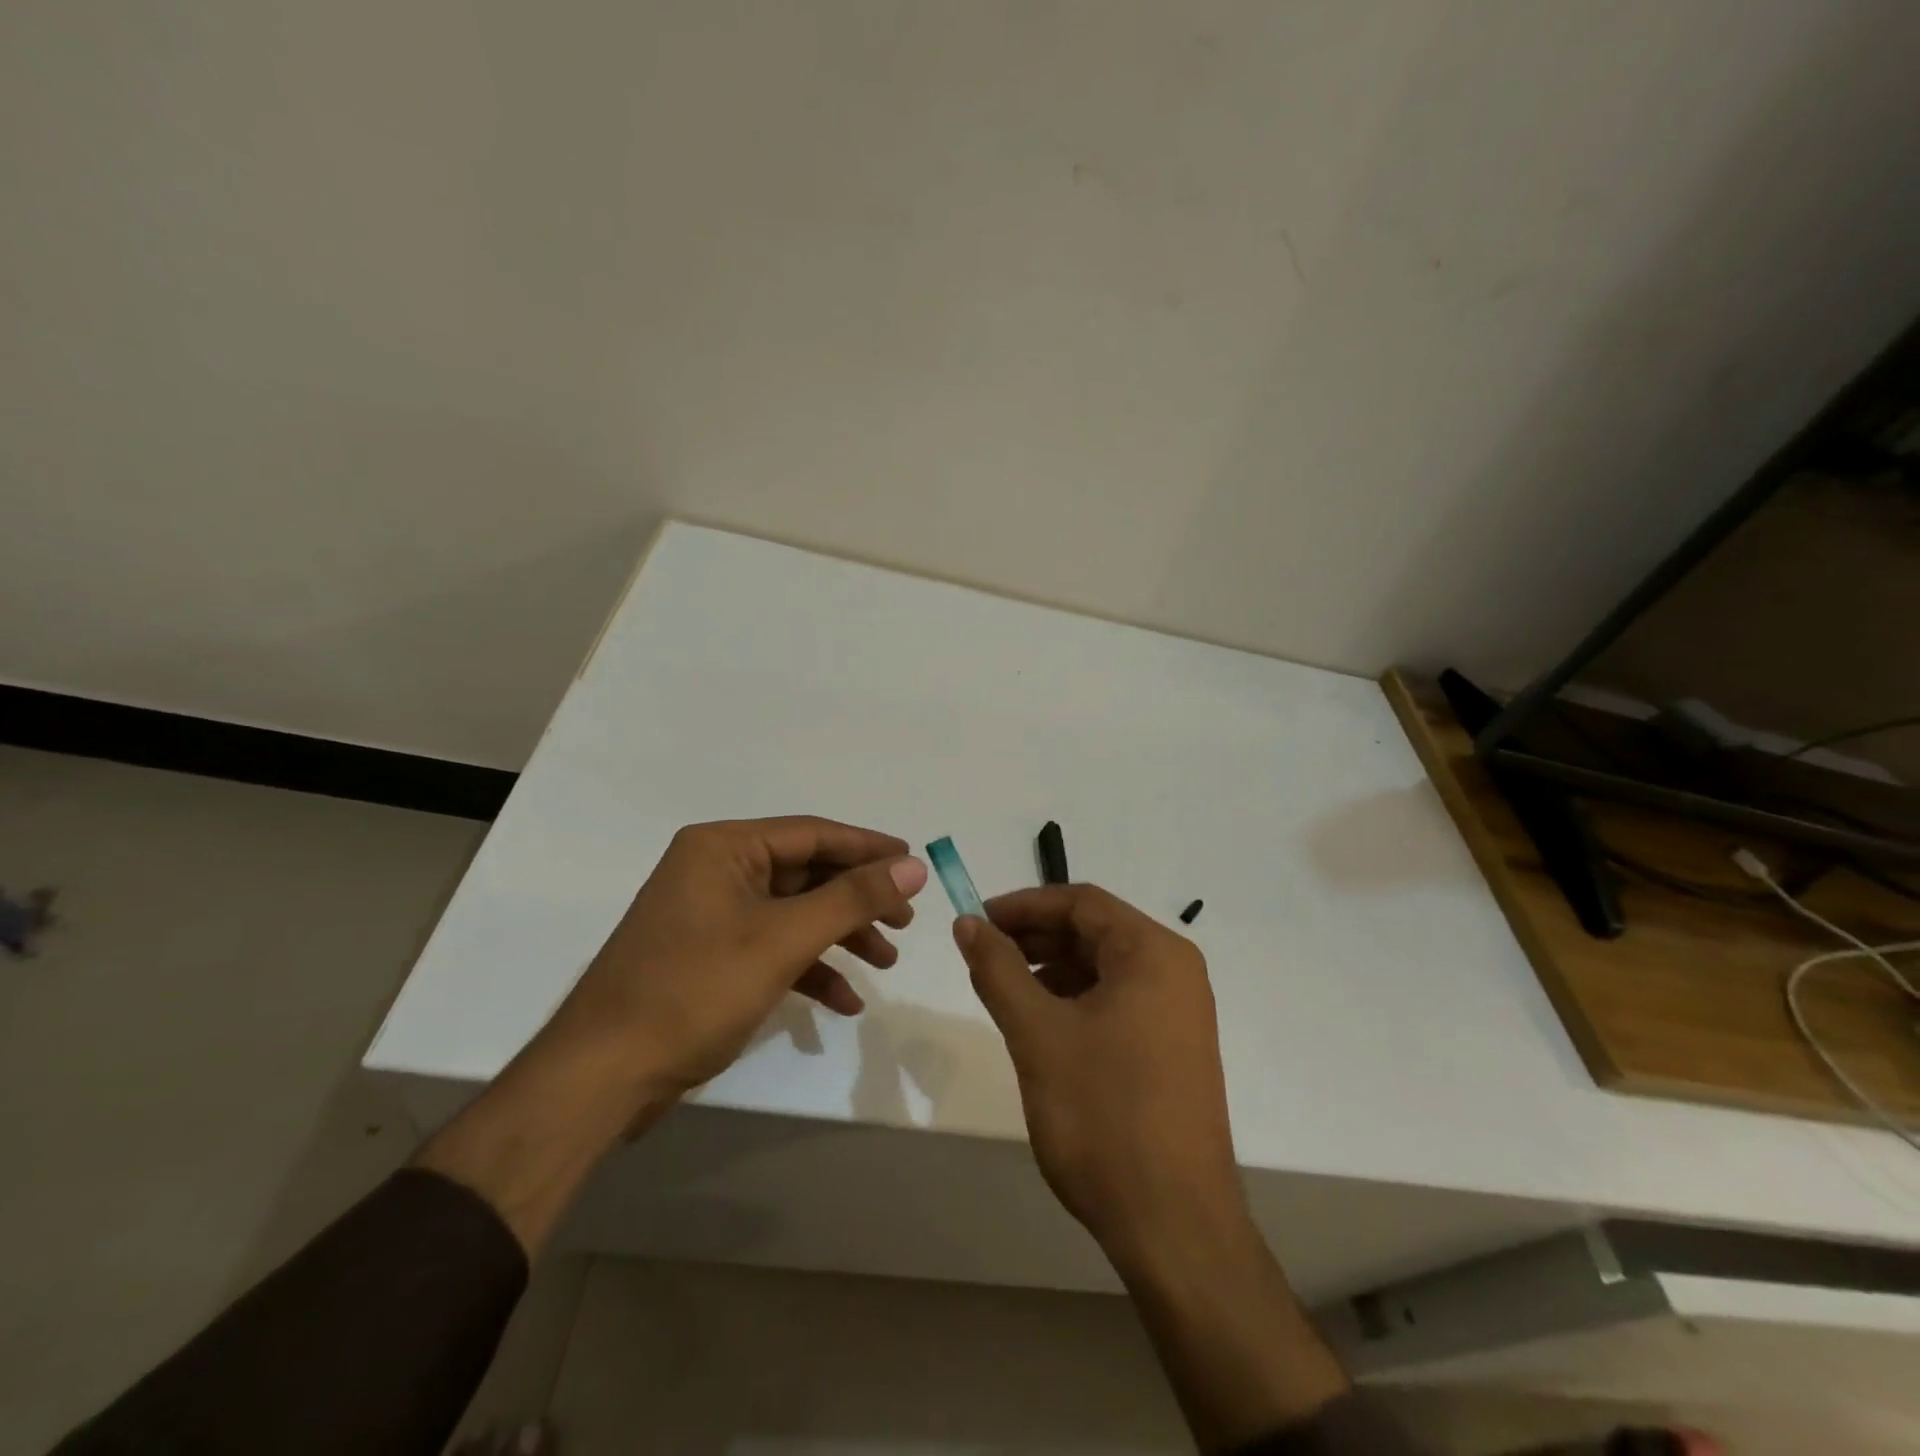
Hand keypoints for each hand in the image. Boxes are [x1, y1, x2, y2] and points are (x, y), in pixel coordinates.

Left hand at [549, 816, 928, 1101]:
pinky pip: (772, 947)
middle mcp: (716, 870)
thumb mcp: (783, 940)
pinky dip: (809, 968)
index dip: (868, 848)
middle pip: (806, 873)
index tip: (915, 863)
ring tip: (886, 962)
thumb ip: (852, 899)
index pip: (812, 833)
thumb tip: (914, 865)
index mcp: (723, 847)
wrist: (602, 1077)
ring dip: (840, 936)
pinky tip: (844, 1001)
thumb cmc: (695, 991)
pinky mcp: (710, 956)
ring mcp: (711, 915)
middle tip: (905, 921)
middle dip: (857, 899)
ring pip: (793, 912)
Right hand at [953, 884, 1243, 1262]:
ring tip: (1005, 992)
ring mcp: (1180, 1011)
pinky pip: (1118, 1001)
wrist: (1174, 1226)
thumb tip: (968, 923)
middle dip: (1035, 938)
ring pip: (1104, 968)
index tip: (977, 921)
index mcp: (1153, 953)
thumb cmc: (1104, 1115)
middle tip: (983, 955)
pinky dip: (1075, 1001)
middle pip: (1094, 931)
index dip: (1024, 905)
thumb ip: (998, 970)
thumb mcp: (1038, 1034)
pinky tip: (1042, 1025)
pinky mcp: (1174, 1047)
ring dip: (1051, 970)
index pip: (1081, 902)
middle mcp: (1175, 971)